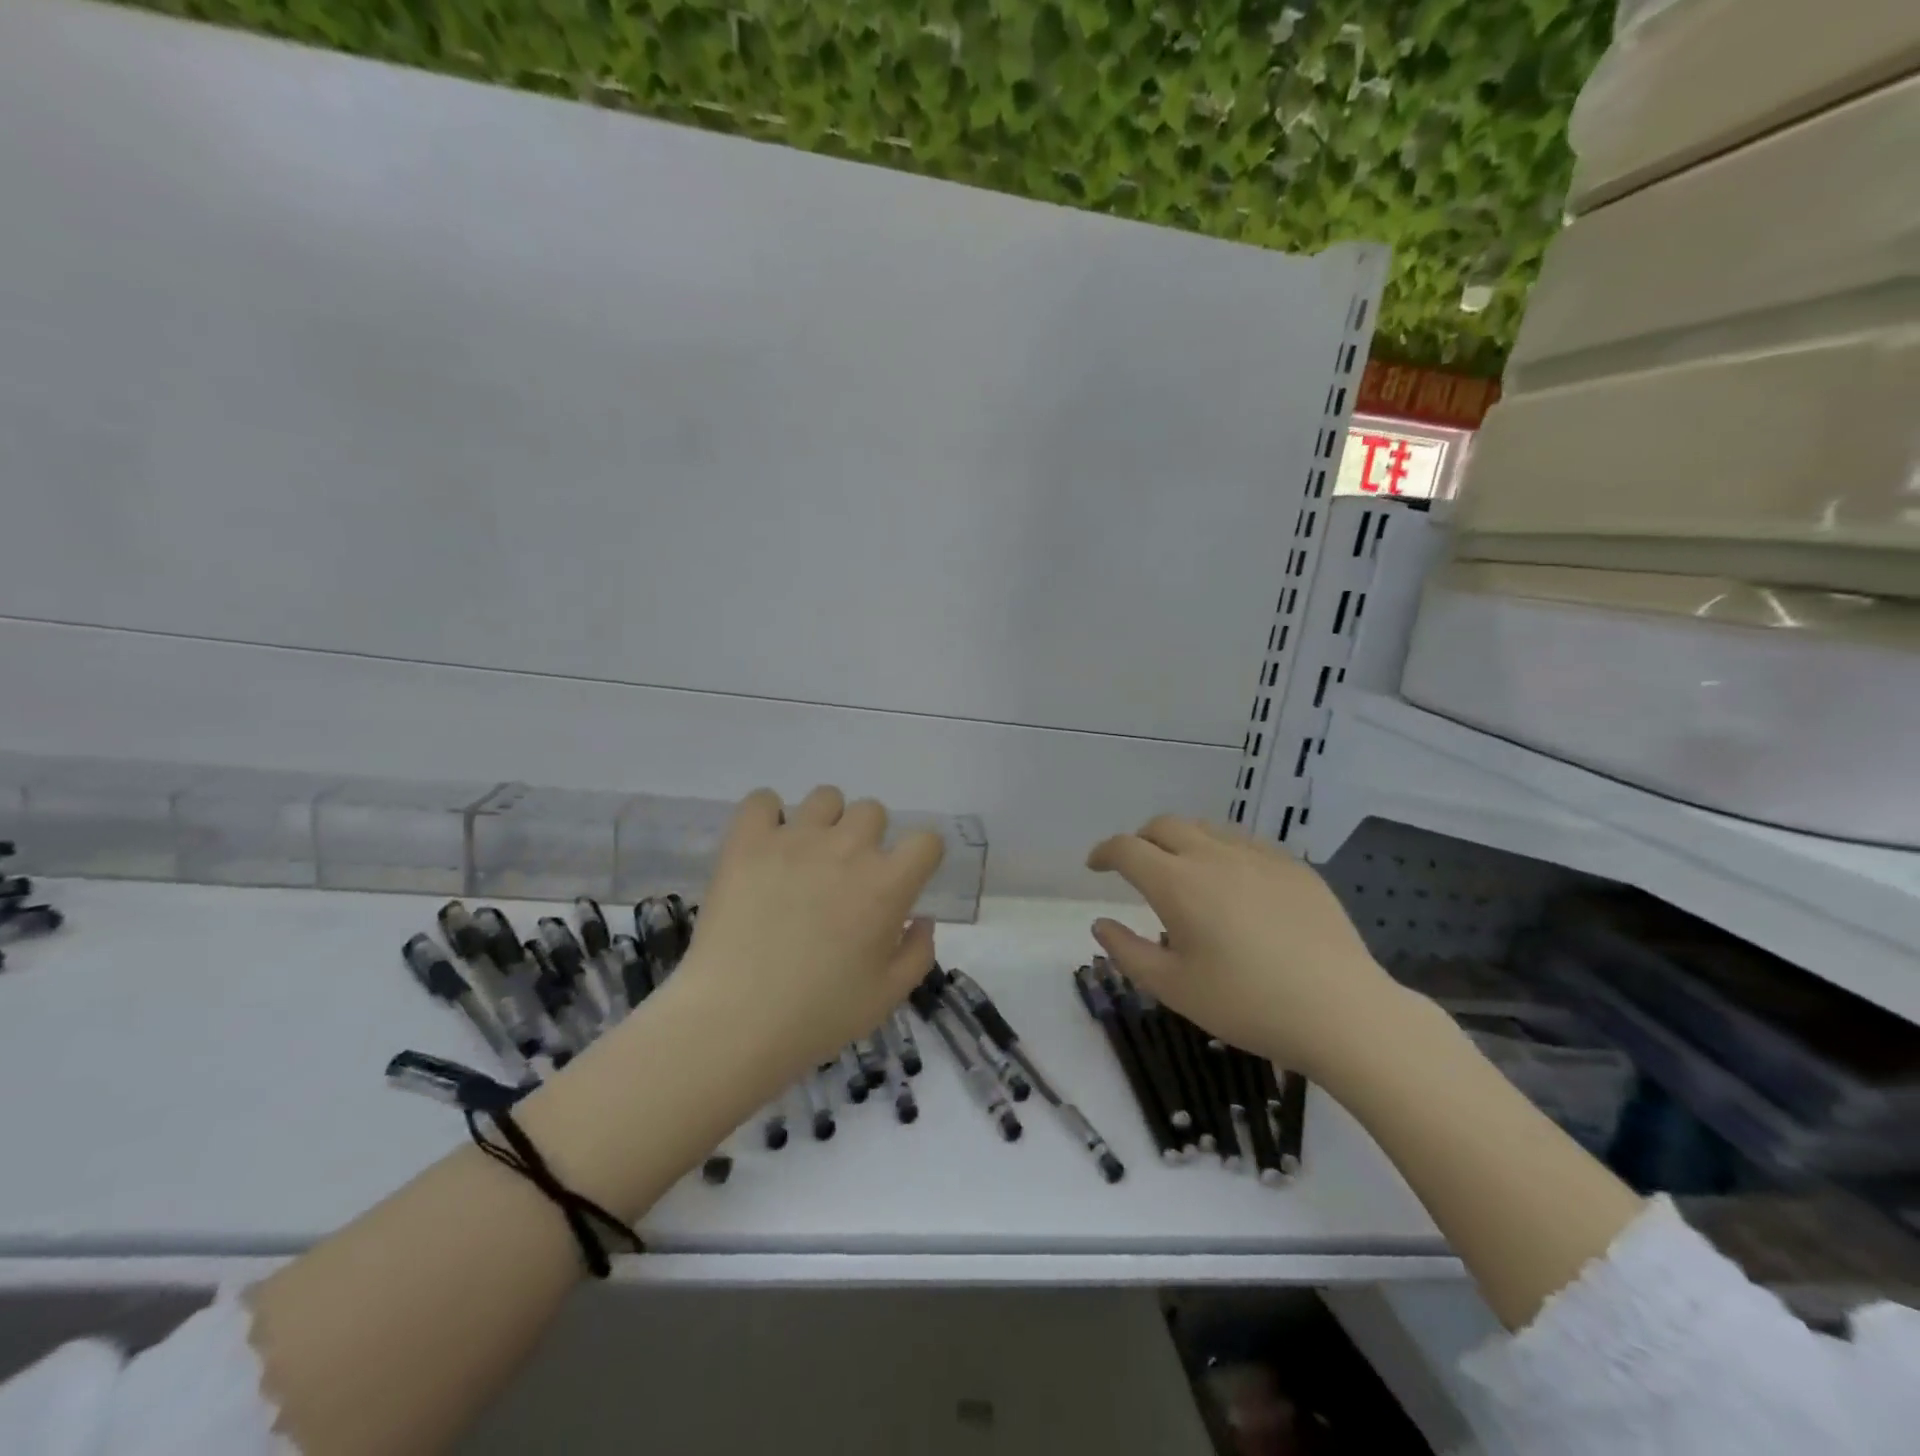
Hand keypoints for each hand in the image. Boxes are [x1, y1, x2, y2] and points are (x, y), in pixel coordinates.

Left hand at [669, 786, 943, 1093]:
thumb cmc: (818, 1015)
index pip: (926, 840)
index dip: (920, 856)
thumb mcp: (887, 996)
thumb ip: (917, 953)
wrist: (735, 1021)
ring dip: (825, 822)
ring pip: (825, 798)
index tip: (905, 878)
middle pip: (873, 811)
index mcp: (887, 884)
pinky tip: (766, 846)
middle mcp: (847, 849)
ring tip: (805, 857)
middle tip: (847, 876)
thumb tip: (920, 918)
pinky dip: (767, 815)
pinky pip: (762, 800)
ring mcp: (795, 839)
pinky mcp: (748, 842)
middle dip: (868, 838)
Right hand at [1085, 816, 1404, 1079]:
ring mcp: (1258, 856)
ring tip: (1184, 873)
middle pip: (1164, 826)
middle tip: (1138, 868)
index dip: (1104, 853)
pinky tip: (1235, 885)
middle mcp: (1214, 856)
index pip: (1127, 848)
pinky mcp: (1294, 867)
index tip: (1095, 866)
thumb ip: (1128, 952)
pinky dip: (1222, 851)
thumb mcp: (1173, 988)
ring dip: (1182, 841)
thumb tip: (1101, 923)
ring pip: (1206, 828)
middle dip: (1141, 840)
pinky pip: (1245, 843)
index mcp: (1177, 883)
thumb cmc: (1247, 1004)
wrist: (1342, 1011)